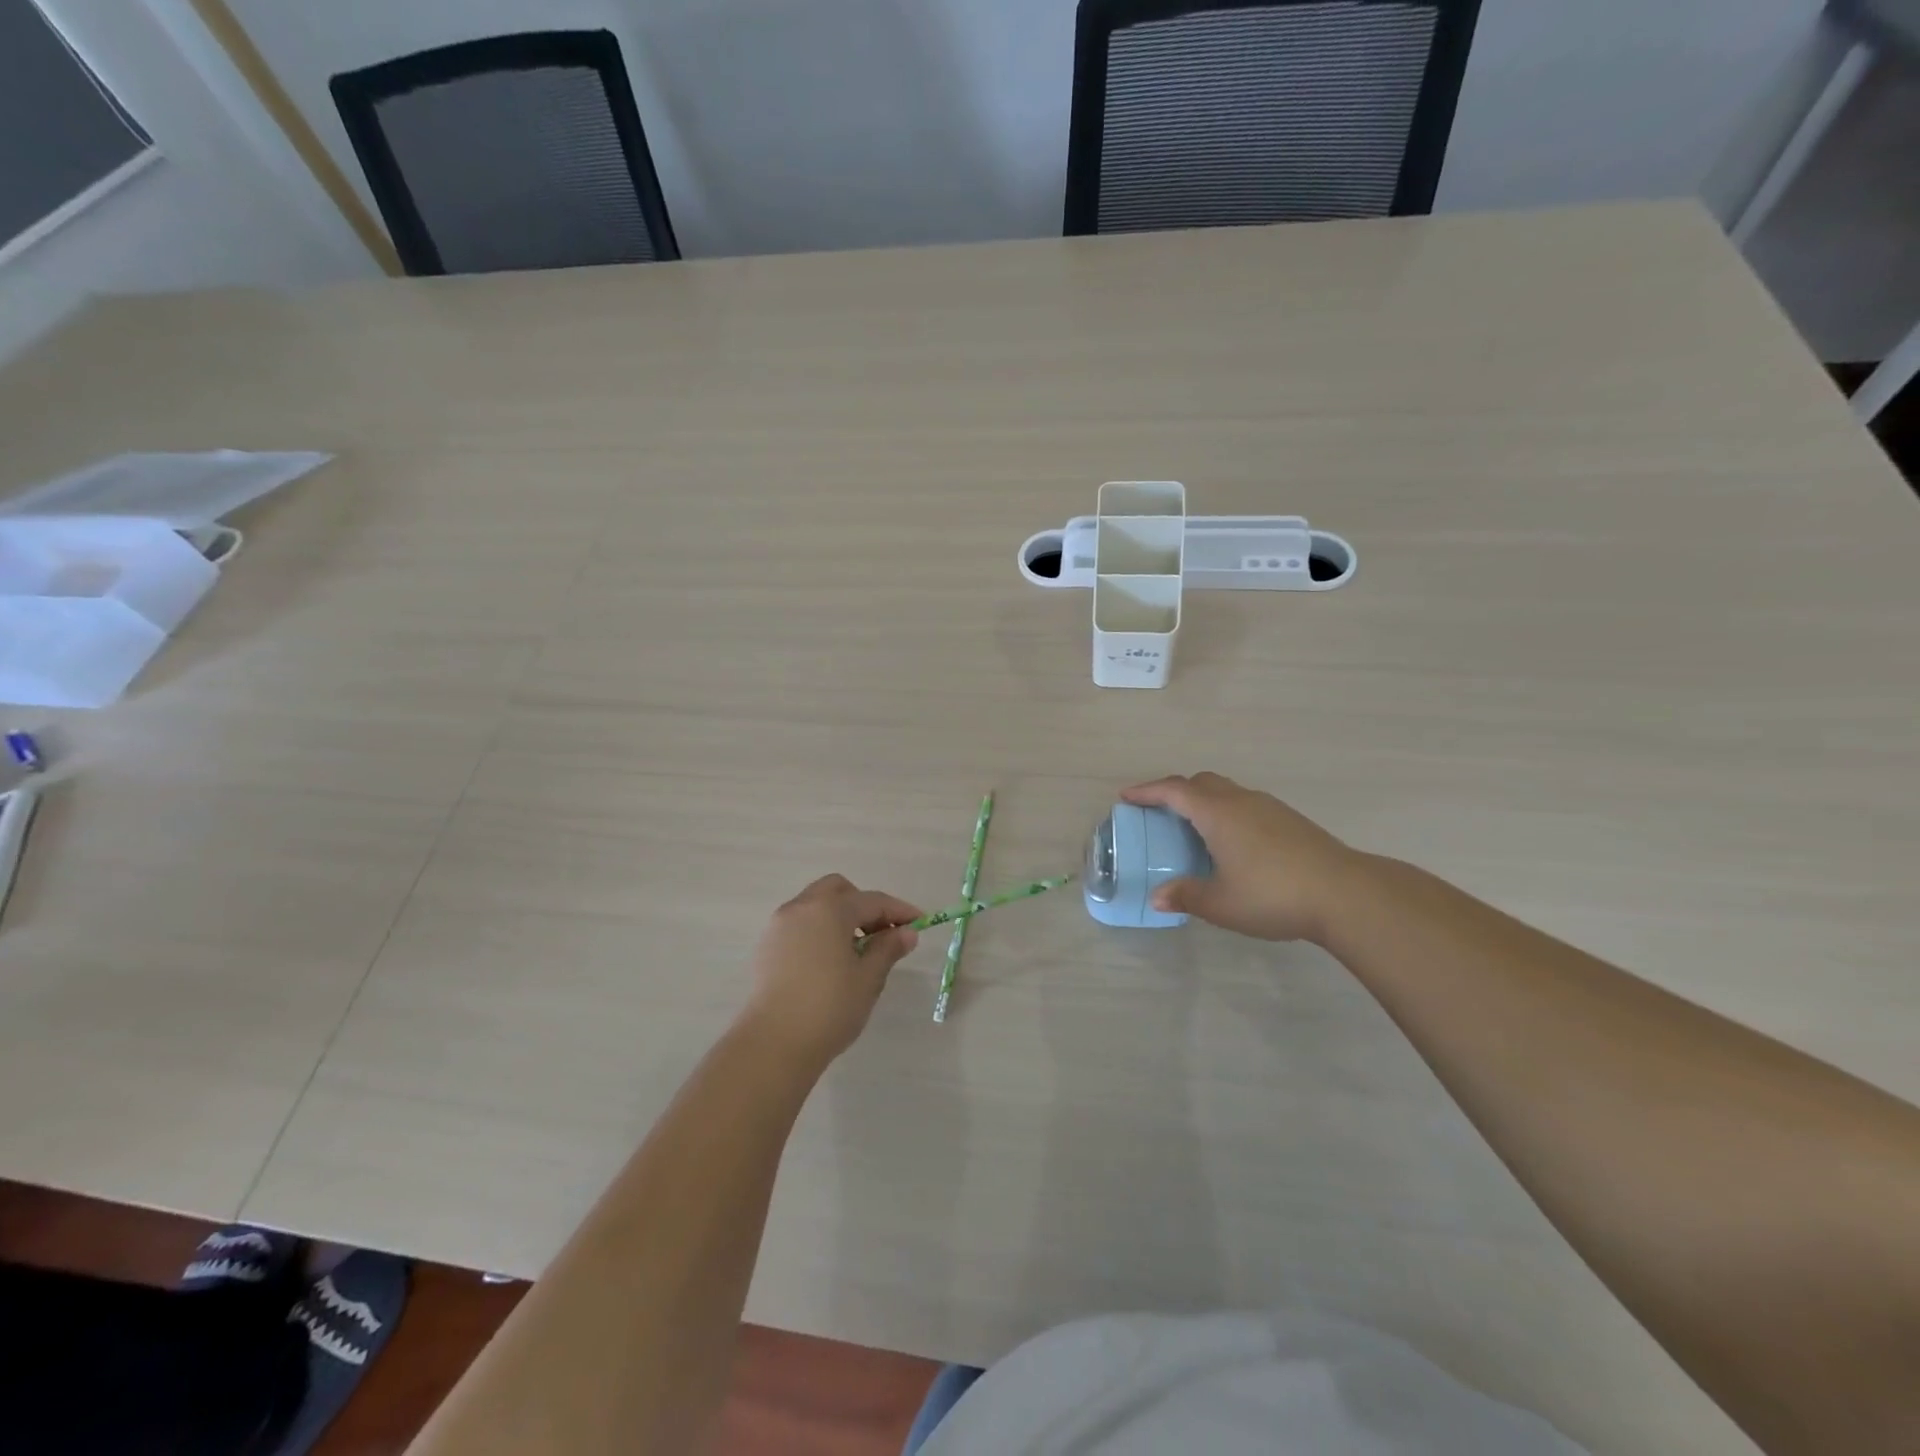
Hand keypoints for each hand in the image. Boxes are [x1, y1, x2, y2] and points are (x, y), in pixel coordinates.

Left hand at [743, 875, 920, 1068]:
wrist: (774, 1043)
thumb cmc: (830, 1007)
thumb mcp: (868, 978)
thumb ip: (888, 949)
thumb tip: (906, 933)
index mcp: (830, 909)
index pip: (872, 901)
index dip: (899, 911)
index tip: (920, 923)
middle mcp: (802, 908)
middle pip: (838, 891)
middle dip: (863, 905)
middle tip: (882, 933)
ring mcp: (779, 926)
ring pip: (815, 906)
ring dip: (839, 917)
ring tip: (856, 951)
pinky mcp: (767, 947)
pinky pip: (800, 925)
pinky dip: (819, 931)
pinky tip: (829, 961)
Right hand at [1122, 772, 1360, 942]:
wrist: (1346, 894)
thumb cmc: (1273, 894)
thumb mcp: (1221, 903)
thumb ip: (1187, 896)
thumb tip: (1158, 898)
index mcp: (1217, 813)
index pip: (1174, 791)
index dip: (1147, 791)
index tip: (1127, 796)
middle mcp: (1241, 801)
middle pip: (1201, 782)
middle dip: (1175, 791)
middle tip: (1159, 812)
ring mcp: (1269, 808)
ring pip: (1227, 791)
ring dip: (1204, 801)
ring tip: (1194, 829)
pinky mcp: (1290, 820)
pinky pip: (1246, 804)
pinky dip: (1227, 812)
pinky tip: (1232, 843)